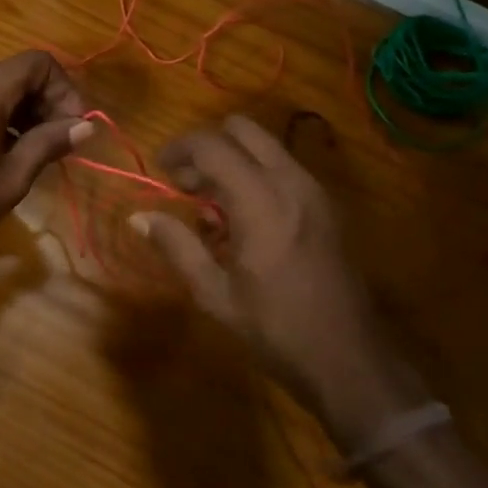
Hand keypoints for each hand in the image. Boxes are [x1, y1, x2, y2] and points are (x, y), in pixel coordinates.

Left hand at [0, 51, 91, 276]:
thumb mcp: (10, 179)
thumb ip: (47, 144)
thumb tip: (85, 125)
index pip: (38, 63)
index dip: (65, 90)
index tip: (74, 127)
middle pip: (17, 74)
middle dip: (47, 102)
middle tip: (60, 144)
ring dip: (24, 114)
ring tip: (35, 154)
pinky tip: (1, 158)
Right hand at [135, 114, 431, 452]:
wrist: (349, 358)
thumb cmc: (276, 329)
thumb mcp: (215, 294)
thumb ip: (176, 246)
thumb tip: (138, 217)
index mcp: (261, 200)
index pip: (212, 145)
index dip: (179, 148)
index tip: (159, 170)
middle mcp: (291, 182)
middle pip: (242, 129)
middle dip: (208, 147)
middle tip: (187, 185)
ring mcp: (314, 191)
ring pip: (265, 146)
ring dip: (232, 160)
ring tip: (211, 208)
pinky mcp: (326, 205)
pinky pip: (282, 168)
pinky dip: (255, 175)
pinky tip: (244, 221)